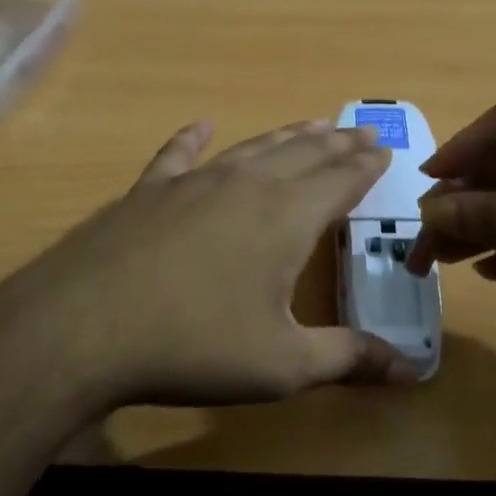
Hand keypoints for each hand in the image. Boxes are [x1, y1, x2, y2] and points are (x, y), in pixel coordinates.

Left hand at [0, 119, 418, 410]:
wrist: (84, 327)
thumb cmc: (195, 346)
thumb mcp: (282, 365)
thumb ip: (347, 359)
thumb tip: (411, 370)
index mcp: (286, 218)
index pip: (340, 182)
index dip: (366, 168)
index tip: (384, 151)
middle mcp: (245, 186)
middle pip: (303, 154)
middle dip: (336, 143)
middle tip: (360, 130)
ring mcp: (191, 183)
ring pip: (252, 148)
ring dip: (286, 135)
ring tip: (310, 124)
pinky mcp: (147, 192)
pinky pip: (177, 155)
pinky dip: (193, 139)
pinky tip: (200, 126)